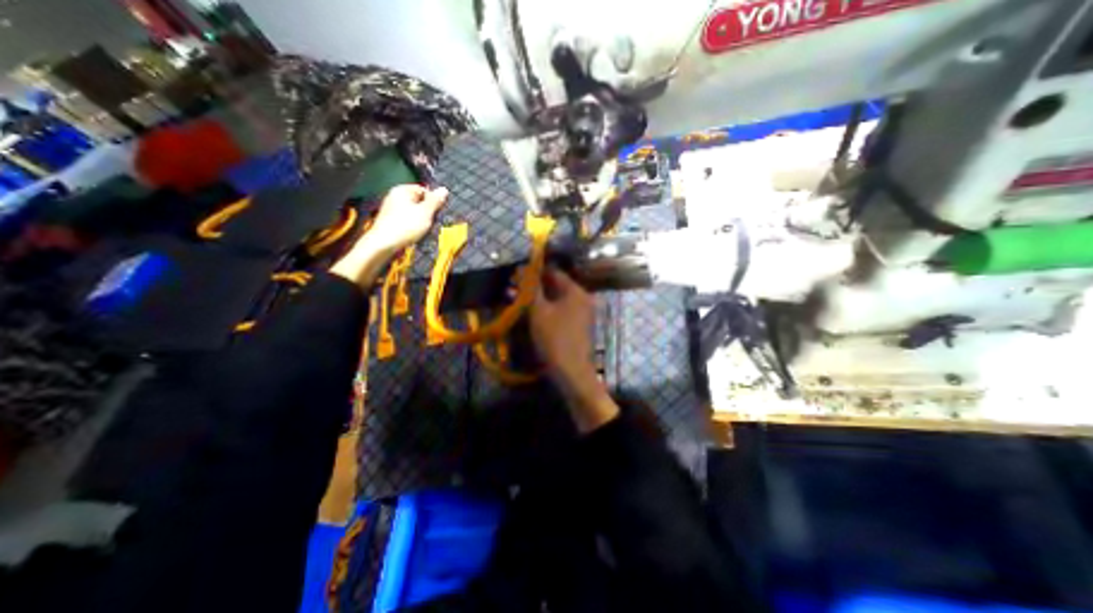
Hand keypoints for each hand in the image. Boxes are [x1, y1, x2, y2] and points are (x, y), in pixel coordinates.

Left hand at [363, 185, 446, 256]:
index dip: (433, 201)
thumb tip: (444, 189)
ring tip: (423, 229)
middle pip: (418, 201)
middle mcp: (394, 196)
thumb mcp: (425, 212)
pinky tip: (414, 233)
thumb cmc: (406, 225)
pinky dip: (412, 225)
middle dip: (427, 211)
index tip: (437, 212)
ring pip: (412, 211)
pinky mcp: (389, 220)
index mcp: (402, 190)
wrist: (384, 244)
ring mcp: (390, 208)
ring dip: (420, 220)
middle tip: (431, 222)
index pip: (423, 190)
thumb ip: (435, 201)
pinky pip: (406, 219)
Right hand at [533, 265, 617, 433]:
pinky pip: (561, 309)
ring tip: (517, 300)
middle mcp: (582, 297)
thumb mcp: (538, 311)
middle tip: (514, 288)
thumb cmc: (554, 338)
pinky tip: (531, 312)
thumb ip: (531, 288)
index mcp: (576, 291)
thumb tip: (522, 269)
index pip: (553, 272)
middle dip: (534, 286)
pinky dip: (547, 308)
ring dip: (538, 298)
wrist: (572, 371)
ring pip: (556, 298)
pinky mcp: (578, 324)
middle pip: (556, 285)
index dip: (534, 272)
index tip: (517, 275)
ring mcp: (582, 311)